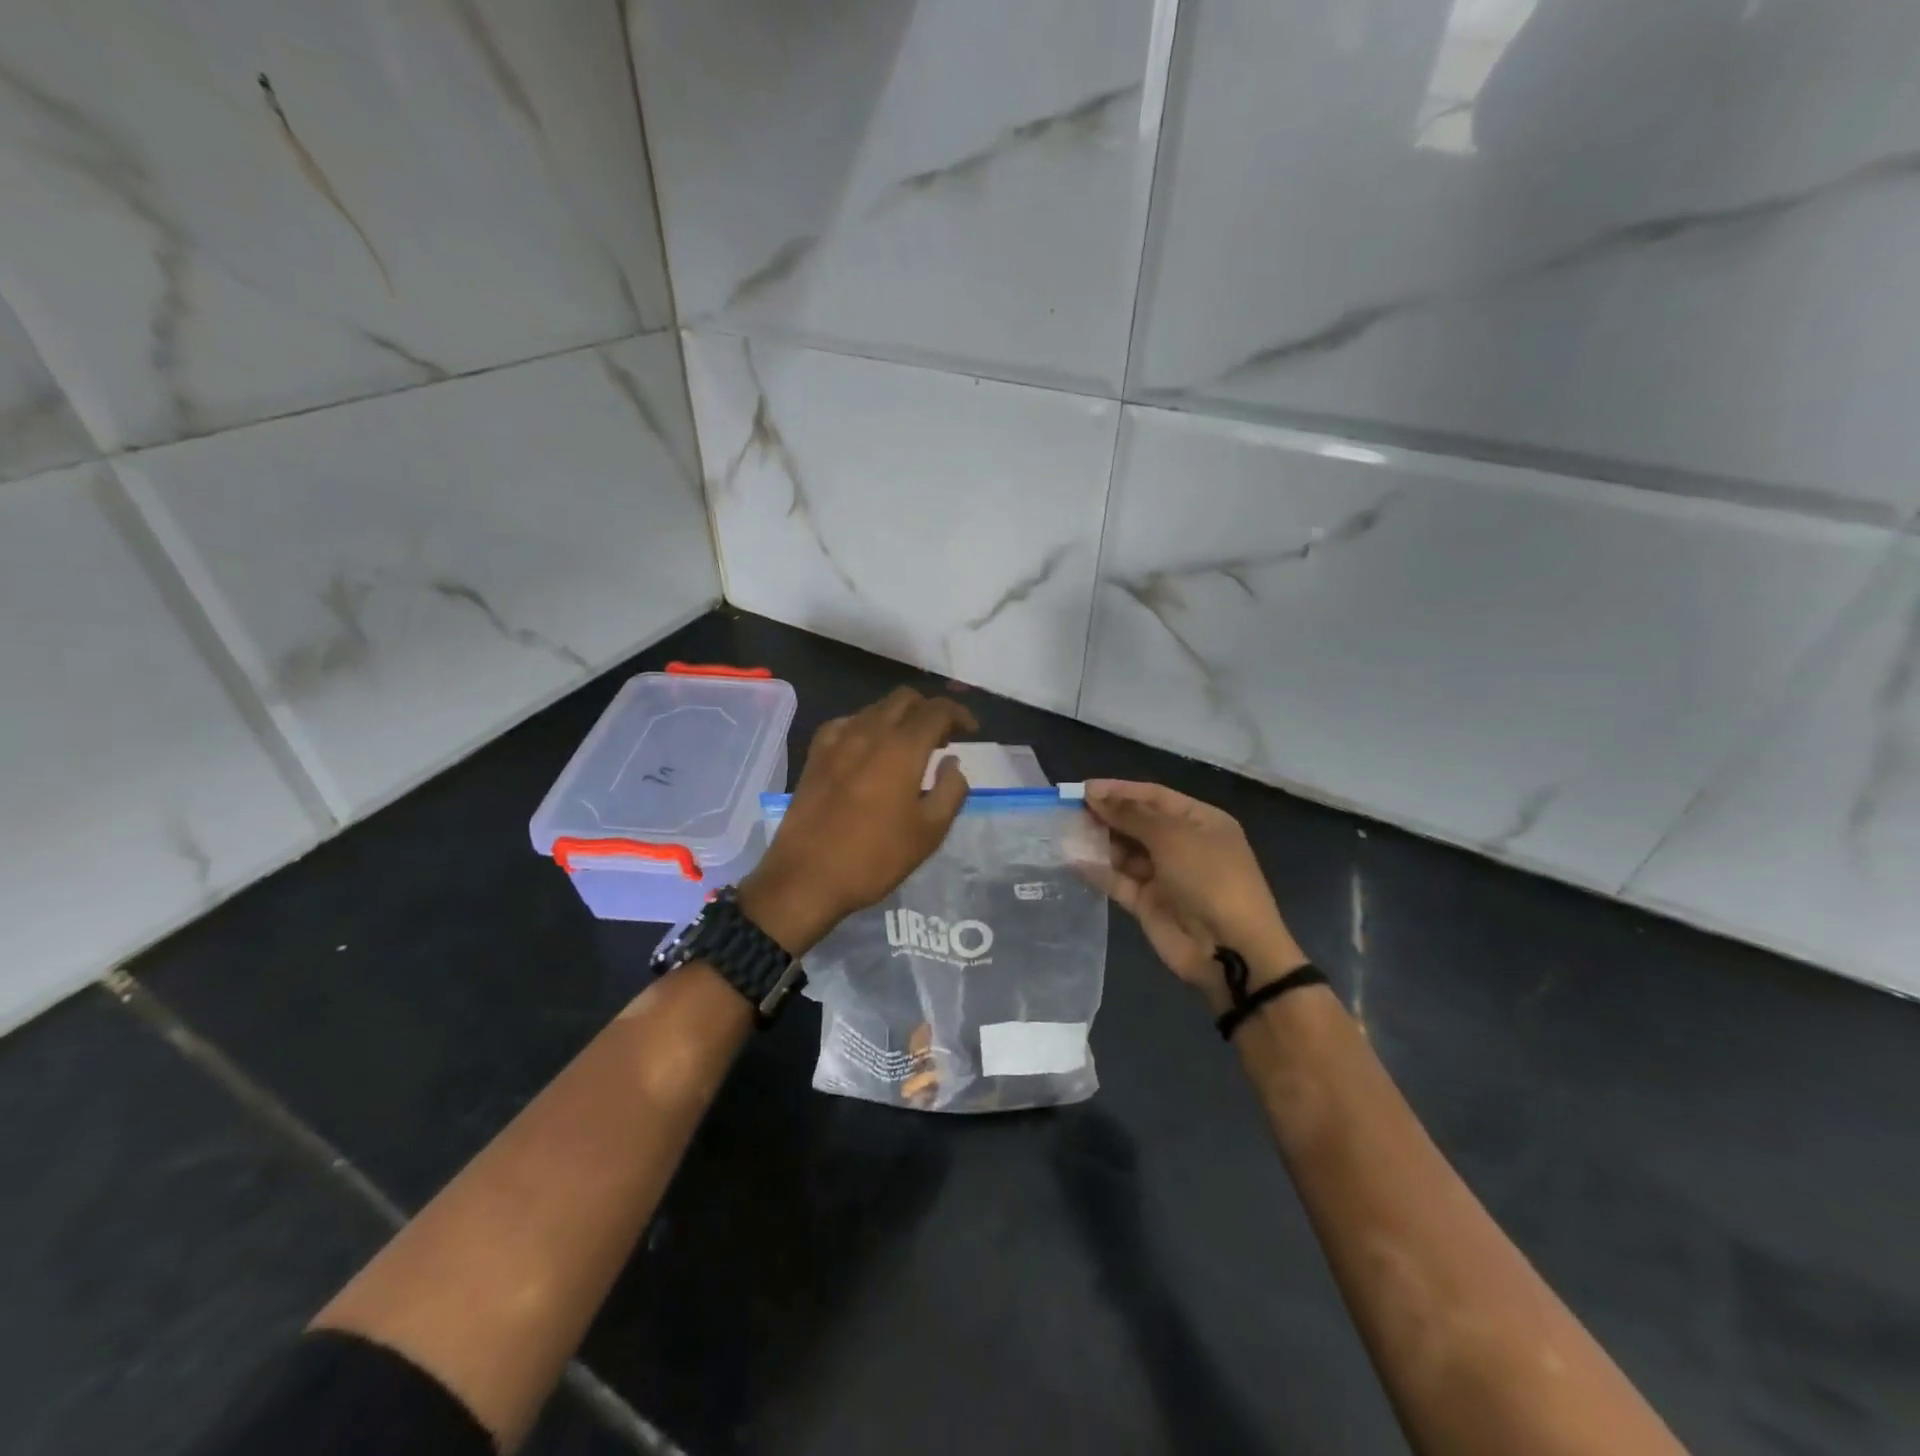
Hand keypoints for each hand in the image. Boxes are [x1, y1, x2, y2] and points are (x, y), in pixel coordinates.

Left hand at [738, 687, 978, 953]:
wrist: (806, 877)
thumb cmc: (875, 857)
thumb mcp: (929, 832)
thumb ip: (950, 790)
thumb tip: (952, 764)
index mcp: (902, 747)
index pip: (937, 710)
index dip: (959, 714)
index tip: (972, 731)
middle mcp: (869, 732)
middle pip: (905, 699)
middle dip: (929, 710)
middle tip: (944, 738)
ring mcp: (837, 740)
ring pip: (875, 708)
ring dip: (900, 717)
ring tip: (911, 746)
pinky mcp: (816, 755)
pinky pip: (847, 723)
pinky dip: (868, 727)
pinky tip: (870, 751)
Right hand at [1083, 780, 1306, 1009]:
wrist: (1230, 950)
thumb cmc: (1209, 879)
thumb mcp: (1173, 837)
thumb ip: (1131, 815)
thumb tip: (1095, 796)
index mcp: (1200, 821)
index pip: (1154, 796)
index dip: (1119, 790)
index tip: (1083, 788)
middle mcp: (1183, 845)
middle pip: (1138, 822)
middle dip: (1106, 815)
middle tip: (1068, 809)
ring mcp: (1164, 875)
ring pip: (1125, 851)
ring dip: (1098, 841)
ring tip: (1065, 832)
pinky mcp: (1148, 903)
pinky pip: (1119, 880)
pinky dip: (1098, 870)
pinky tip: (1073, 860)